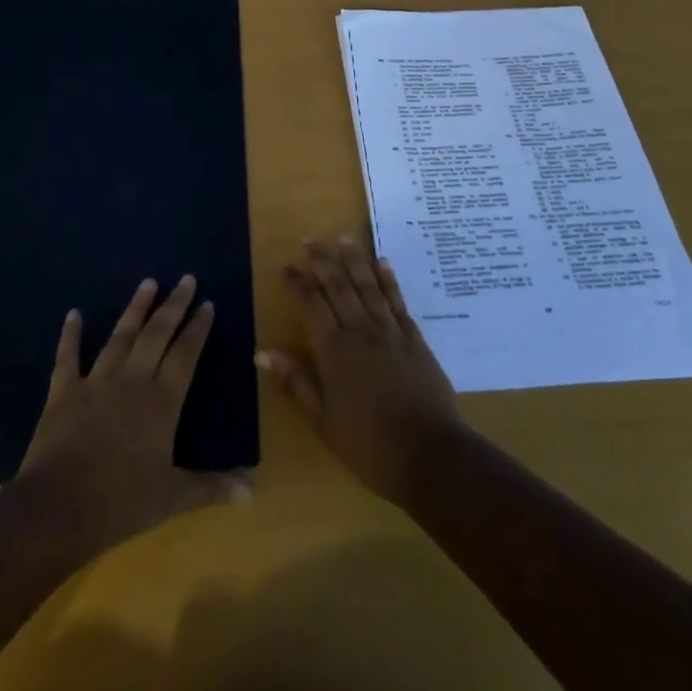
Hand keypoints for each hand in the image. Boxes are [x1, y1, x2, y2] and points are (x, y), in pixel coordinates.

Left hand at [16, 275, 248, 553]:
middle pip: (157, 334)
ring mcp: (96, 382)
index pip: (186, 353)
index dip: (198, 328)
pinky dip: (70, 335)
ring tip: (148, 282)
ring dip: (135, 308)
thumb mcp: (173, 497)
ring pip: (121, 336)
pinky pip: (68, 357)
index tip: (208, 303)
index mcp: (162, 400)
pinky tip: (73, 314)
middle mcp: (133, 380)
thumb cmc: (121, 502)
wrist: (58, 509)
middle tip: (186, 279)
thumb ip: (212, 487)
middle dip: (174, 305)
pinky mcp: (63, 393)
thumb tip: (253, 489)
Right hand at [258, 236, 463, 505]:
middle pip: (339, 286)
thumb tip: (262, 352)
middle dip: (323, 260)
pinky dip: (388, 279)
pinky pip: (397, 300)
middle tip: (310, 239)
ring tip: (343, 237)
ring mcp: (390, 331)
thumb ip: (296, 382)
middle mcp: (361, 331)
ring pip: (368, 285)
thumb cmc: (369, 445)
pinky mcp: (414, 337)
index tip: (286, 267)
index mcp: (334, 351)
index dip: (298, 284)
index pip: (311, 306)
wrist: (429, 454)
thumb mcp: (323, 420)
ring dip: (355, 259)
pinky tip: (382, 262)